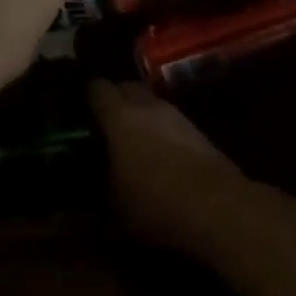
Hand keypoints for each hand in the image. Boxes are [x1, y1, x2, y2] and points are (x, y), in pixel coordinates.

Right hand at [88, 80, 242, 242]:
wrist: (218, 208)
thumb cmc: (154, 202)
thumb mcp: (113, 203)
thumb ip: (97, 184)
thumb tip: (88, 181)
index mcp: (119, 115)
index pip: (96, 87)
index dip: (85, 96)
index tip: (77, 110)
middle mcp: (148, 106)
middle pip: (127, 87)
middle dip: (115, 100)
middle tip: (103, 123)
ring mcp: (177, 116)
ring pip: (151, 104)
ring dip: (140, 116)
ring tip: (130, 141)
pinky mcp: (199, 132)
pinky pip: (170, 122)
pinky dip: (160, 131)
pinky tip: (157, 155)